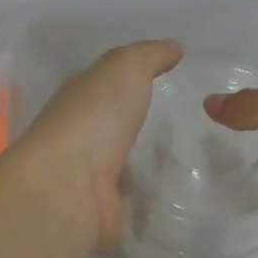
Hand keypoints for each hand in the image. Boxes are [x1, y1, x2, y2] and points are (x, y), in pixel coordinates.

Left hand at [15, 40, 182, 249]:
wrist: (71, 184)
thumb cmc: (96, 115)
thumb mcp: (126, 67)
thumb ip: (149, 55)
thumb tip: (174, 47)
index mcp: (79, 97)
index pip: (105, 84)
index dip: (130, 79)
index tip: (166, 81)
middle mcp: (78, 133)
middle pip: (111, 124)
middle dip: (137, 123)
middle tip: (183, 123)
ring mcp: (87, 174)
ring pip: (120, 163)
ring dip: (142, 162)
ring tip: (186, 160)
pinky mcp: (101, 209)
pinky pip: (130, 199)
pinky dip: (145, 197)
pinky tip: (172, 193)